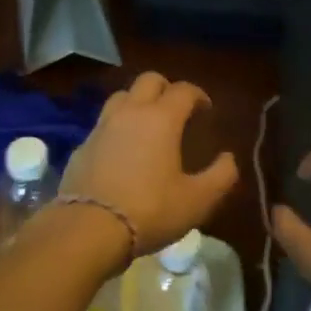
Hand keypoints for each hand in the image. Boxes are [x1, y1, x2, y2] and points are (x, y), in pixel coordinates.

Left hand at [59, 72, 238, 255]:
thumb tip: (228, 158)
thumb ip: (221, 176)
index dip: (199, 95)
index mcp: (161, 118)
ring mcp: (102, 126)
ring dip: (138, 102)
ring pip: (122, 96)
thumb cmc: (150, 210)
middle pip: (149, 80)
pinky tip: (122, 151)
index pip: (184, 90)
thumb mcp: (197, 201)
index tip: (206, 111)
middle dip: (167, 88)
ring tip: (147, 125)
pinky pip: (104, 124)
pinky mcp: (82, 146)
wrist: (89, 230)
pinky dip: (117, 128)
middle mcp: (131, 112)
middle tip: (177, 111)